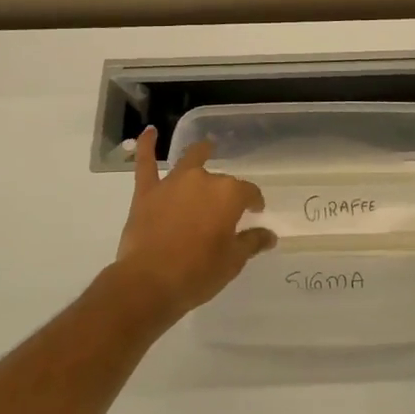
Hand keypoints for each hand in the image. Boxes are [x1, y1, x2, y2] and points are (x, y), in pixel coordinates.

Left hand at [111, 126, 275, 320]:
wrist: (150, 282)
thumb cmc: (198, 273)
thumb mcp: (233, 261)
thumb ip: (251, 242)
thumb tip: (269, 235)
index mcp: (228, 195)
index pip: (248, 192)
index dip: (254, 202)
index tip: (255, 212)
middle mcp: (202, 180)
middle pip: (220, 179)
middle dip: (226, 189)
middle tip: (227, 204)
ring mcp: (172, 183)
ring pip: (189, 161)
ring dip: (200, 154)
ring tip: (206, 147)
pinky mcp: (146, 192)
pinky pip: (145, 163)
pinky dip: (146, 145)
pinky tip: (149, 131)